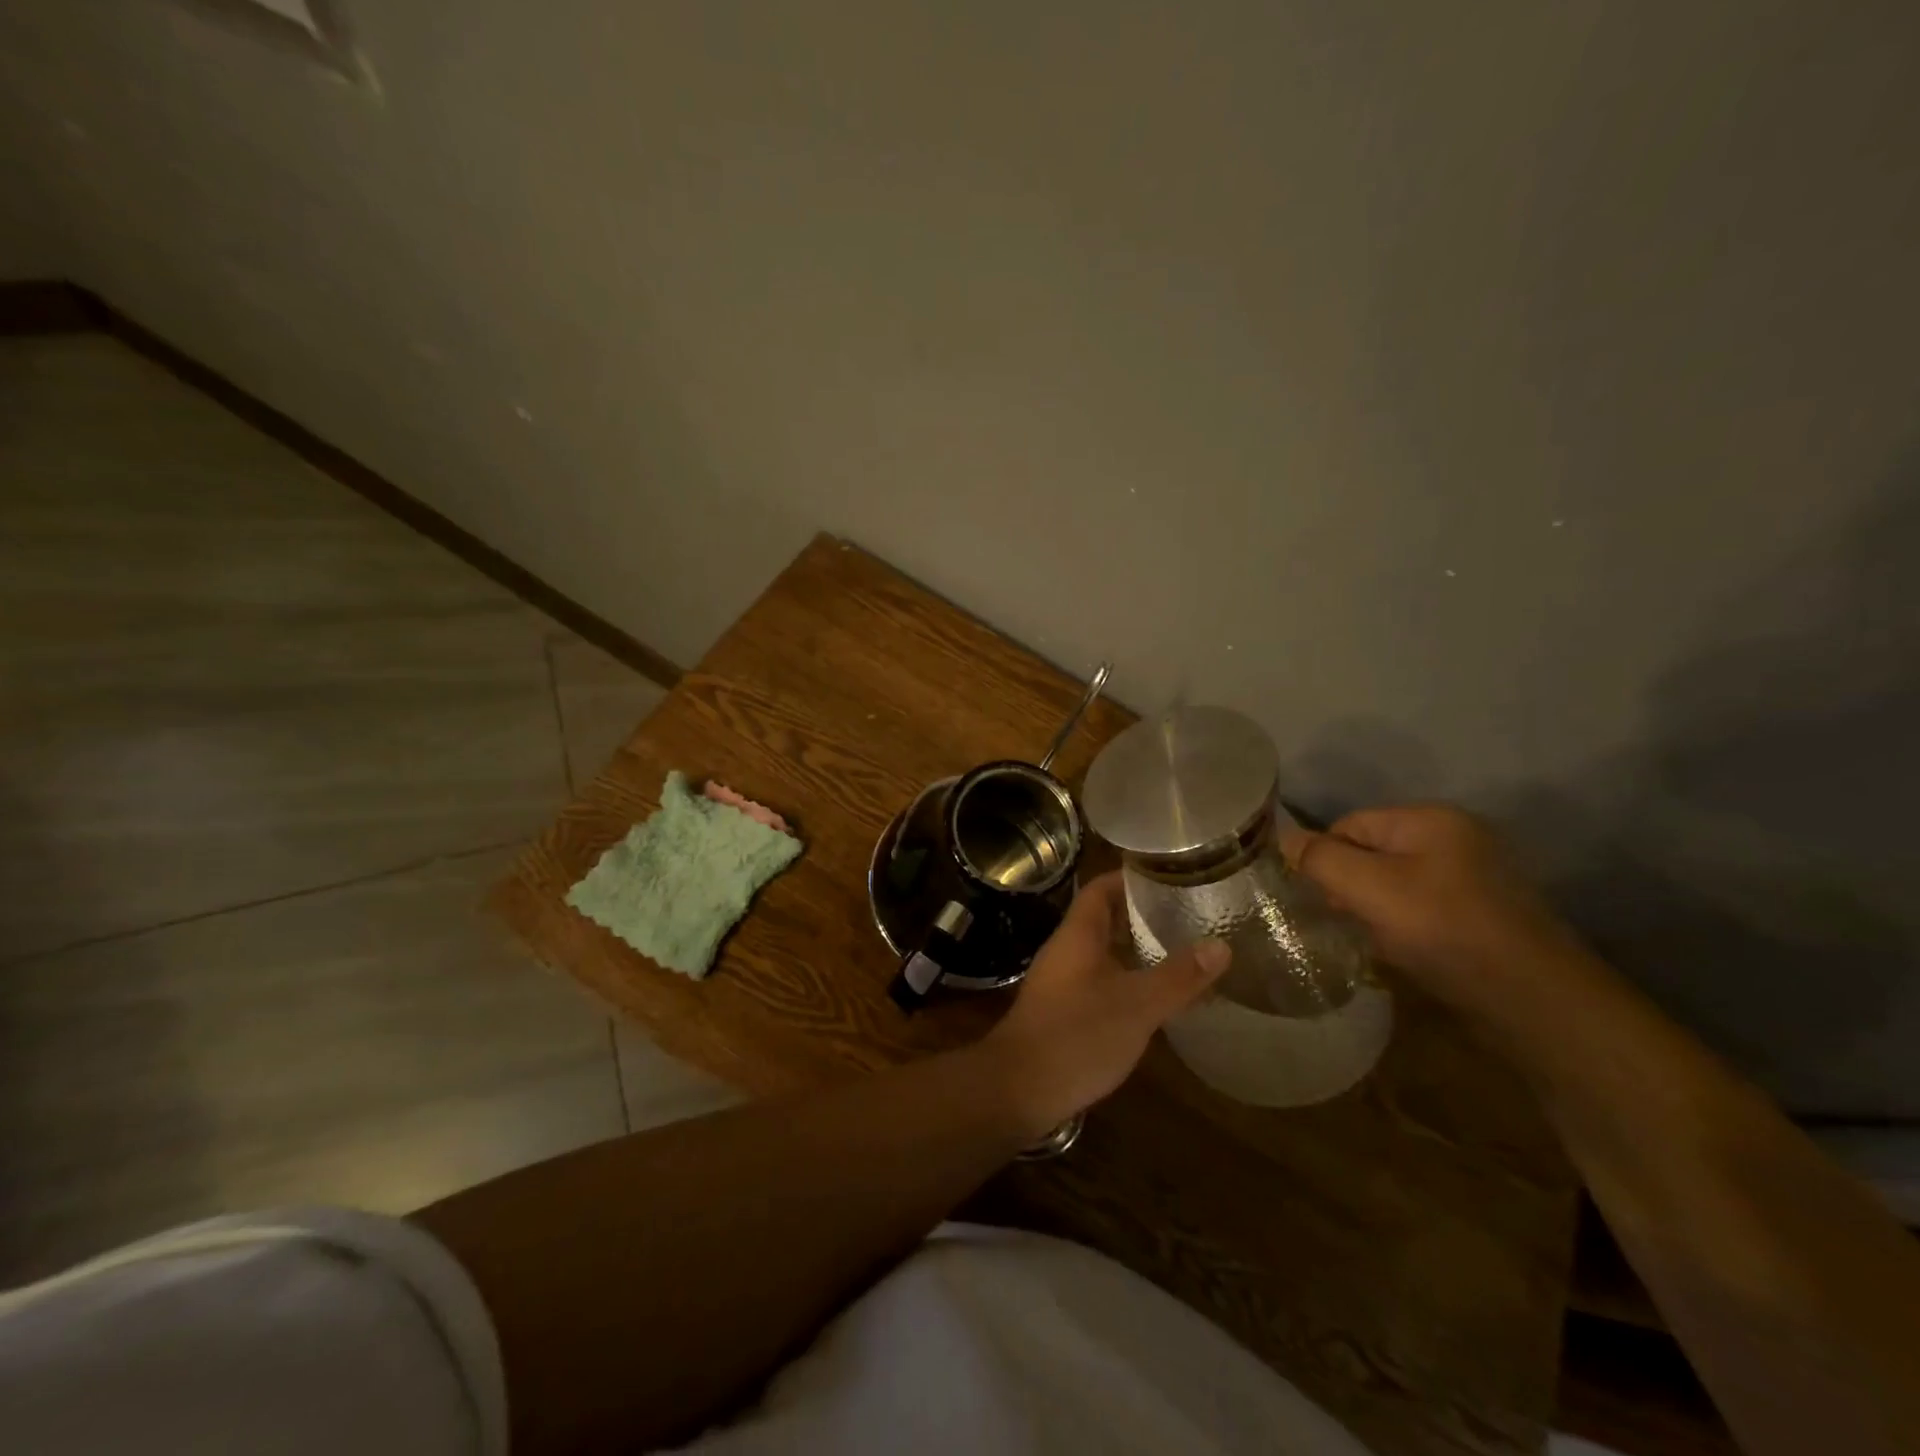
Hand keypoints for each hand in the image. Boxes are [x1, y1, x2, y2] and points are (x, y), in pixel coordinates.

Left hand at [979, 872, 1229, 1137]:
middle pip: (1104, 918)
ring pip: (1103, 952)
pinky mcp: (1063, 1011)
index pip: (1101, 888)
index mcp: (1078, 935)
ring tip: (1181, 952)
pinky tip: (1155, 998)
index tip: (1170, 875)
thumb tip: (1221, 945)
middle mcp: (1066, 950)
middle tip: (1188, 914)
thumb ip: (1178, 976)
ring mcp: (1062, 982)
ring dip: (1136, 949)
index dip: (1131, 877)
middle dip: (1142, 914)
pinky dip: (1128, 980)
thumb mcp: (1137, 1005)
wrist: (1018, 1090)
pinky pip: (1100, 981)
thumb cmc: (1076, 1036)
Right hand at [1281, 804, 1586, 1016]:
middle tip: (1344, 921)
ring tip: (1372, 940)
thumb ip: (1320, 859)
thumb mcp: (1369, 889)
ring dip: (1375, 909)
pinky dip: (1404, 926)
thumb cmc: (1444, 930)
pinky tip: (1402, 951)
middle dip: (1349, 885)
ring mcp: (1475, 877)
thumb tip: (1282, 838)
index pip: (1350, 824)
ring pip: (1396, 883)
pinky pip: (1423, 908)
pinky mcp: (1484, 914)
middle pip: (1372, 852)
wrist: (1536, 1002)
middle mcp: (1456, 838)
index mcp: (1431, 819)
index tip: (1318, 898)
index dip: (1325, 858)